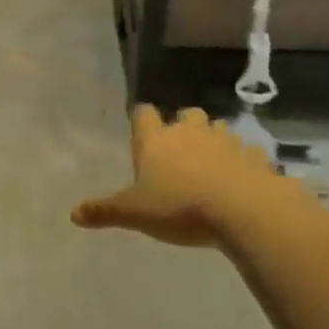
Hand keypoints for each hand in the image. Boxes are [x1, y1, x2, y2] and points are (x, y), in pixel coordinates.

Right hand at [73, 106, 289, 246]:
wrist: (243, 210)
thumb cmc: (180, 207)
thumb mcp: (135, 213)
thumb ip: (105, 210)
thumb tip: (73, 214)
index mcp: (156, 139)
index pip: (143, 114)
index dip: (142, 121)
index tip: (142, 132)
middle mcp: (190, 131)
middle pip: (187, 115)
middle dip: (184, 127)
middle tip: (181, 150)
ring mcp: (225, 141)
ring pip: (219, 129)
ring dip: (214, 141)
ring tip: (212, 165)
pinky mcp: (255, 157)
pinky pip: (247, 153)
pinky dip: (243, 162)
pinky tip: (242, 180)